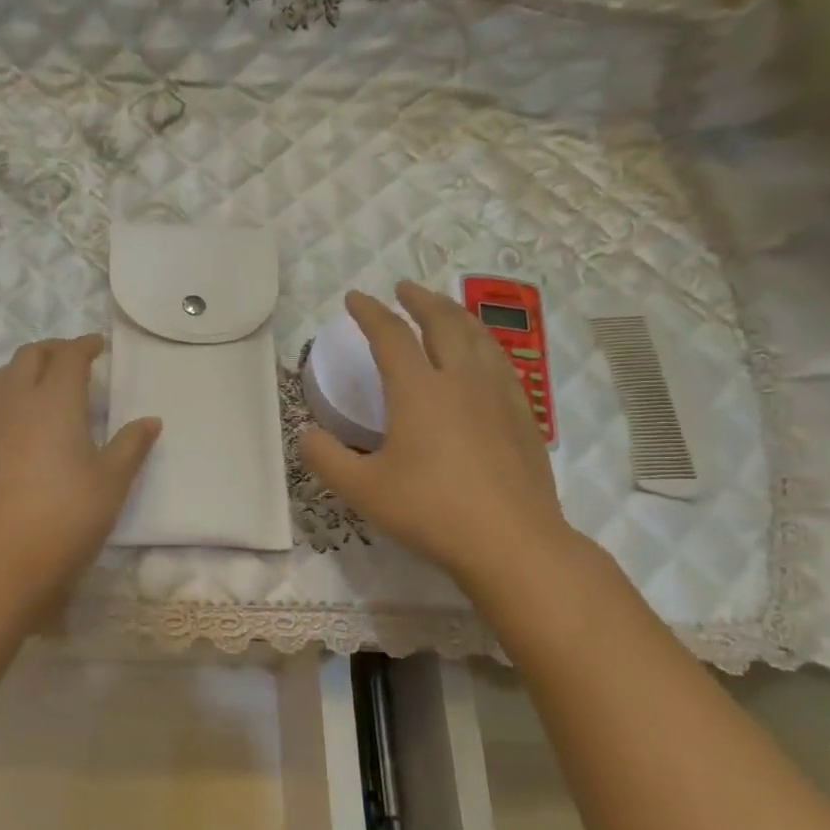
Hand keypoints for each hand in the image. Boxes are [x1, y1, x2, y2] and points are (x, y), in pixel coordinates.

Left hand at [0, 335, 159, 619]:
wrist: (1, 560)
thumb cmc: (66, 517)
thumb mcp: (111, 482)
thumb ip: (130, 446)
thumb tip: (150, 420)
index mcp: (54, 402)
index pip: (68, 357)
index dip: (84, 346)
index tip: (98, 346)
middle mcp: (16, 403)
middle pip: (28, 357)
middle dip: (51, 350)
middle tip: (72, 358)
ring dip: (17, 369)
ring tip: (34, 381)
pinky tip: (9, 420)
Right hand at [303, 282, 569, 586]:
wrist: (511, 541)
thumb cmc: (430, 511)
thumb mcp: (362, 489)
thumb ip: (326, 458)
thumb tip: (306, 434)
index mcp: (419, 391)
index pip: (390, 336)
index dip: (370, 313)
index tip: (355, 298)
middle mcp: (461, 380)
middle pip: (444, 322)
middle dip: (421, 300)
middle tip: (405, 288)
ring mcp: (499, 396)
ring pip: (479, 338)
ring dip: (456, 315)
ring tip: (444, 311)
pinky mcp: (523, 417)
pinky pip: (501, 363)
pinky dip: (482, 345)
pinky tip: (482, 360)